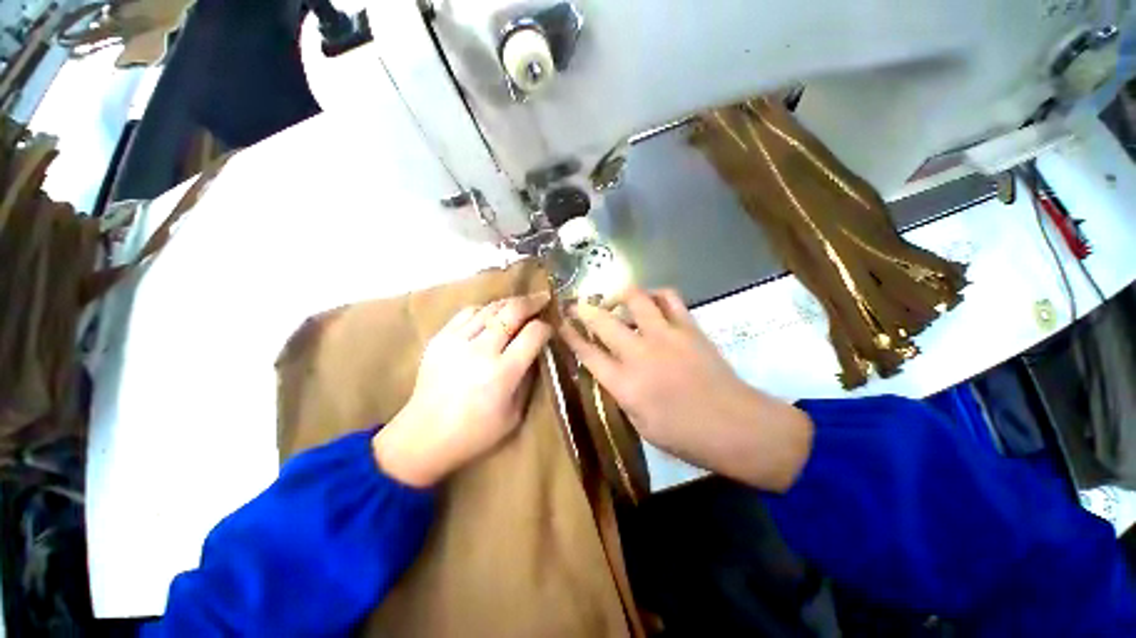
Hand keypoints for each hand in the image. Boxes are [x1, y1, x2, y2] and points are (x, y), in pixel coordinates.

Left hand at [373, 293, 552, 486]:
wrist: (423, 435)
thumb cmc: (475, 432)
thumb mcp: (514, 414)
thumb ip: (528, 377)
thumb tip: (536, 350)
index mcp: (502, 373)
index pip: (533, 334)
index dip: (546, 327)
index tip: (549, 329)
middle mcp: (481, 350)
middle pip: (512, 311)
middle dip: (532, 302)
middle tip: (542, 299)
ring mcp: (457, 341)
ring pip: (491, 307)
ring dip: (510, 303)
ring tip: (520, 306)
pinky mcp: (440, 338)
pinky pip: (468, 312)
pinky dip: (485, 310)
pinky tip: (492, 316)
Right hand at [560, 288, 812, 491]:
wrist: (736, 427)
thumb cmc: (684, 436)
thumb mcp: (640, 424)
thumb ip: (621, 393)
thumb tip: (610, 371)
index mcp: (624, 384)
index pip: (587, 353)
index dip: (570, 335)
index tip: (560, 323)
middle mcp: (640, 354)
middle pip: (603, 321)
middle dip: (584, 309)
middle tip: (577, 304)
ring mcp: (665, 336)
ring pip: (635, 299)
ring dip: (620, 295)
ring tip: (615, 299)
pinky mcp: (689, 328)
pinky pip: (669, 298)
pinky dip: (655, 295)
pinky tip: (651, 302)